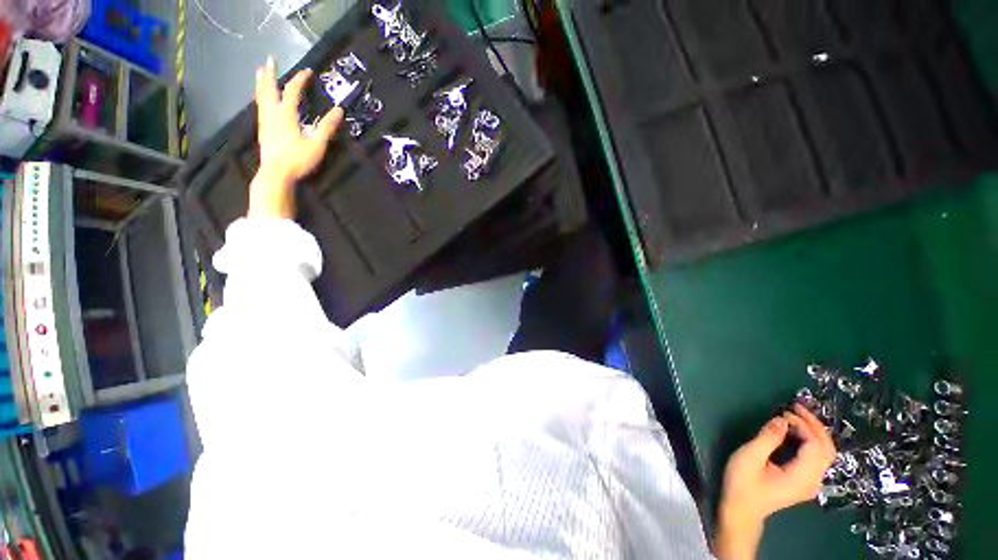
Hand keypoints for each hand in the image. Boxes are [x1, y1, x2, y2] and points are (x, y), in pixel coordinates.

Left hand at [249, 57, 343, 219]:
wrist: (276, 174)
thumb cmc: (298, 160)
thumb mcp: (317, 144)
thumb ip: (327, 127)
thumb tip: (339, 110)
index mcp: (286, 115)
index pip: (293, 91)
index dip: (300, 80)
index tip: (308, 71)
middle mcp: (273, 114)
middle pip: (270, 89)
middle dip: (271, 74)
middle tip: (270, 59)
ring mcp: (265, 122)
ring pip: (262, 98)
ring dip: (262, 84)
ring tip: (260, 73)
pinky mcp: (263, 131)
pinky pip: (260, 109)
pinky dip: (260, 99)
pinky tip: (261, 100)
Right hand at [713, 404, 835, 559]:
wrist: (741, 510)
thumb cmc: (742, 484)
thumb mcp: (750, 457)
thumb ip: (768, 438)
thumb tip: (782, 419)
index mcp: (802, 476)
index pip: (815, 445)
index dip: (803, 425)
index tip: (784, 412)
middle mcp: (813, 480)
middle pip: (826, 449)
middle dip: (814, 425)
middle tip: (796, 407)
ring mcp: (810, 482)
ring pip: (824, 453)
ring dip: (814, 432)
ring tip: (796, 415)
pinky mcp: (804, 481)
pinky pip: (815, 457)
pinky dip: (810, 441)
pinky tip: (795, 432)